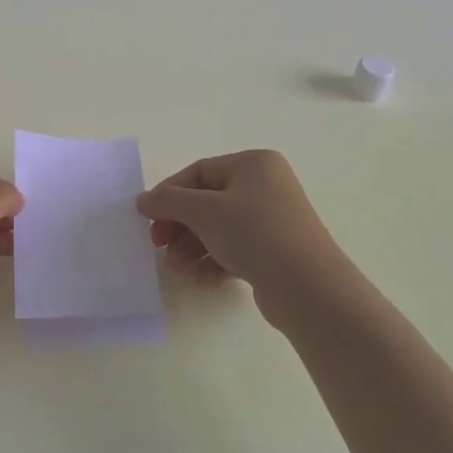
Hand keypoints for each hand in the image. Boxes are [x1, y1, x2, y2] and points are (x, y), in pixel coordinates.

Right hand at [137, 150, 352, 318]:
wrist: (309, 288)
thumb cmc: (255, 233)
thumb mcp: (205, 211)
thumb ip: (169, 202)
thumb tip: (143, 200)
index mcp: (254, 164)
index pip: (199, 172)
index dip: (169, 193)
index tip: (146, 216)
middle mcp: (266, 186)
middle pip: (208, 201)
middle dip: (180, 225)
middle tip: (158, 244)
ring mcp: (273, 220)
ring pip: (219, 228)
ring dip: (192, 246)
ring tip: (176, 268)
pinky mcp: (276, 252)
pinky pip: (235, 250)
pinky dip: (214, 261)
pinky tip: (200, 279)